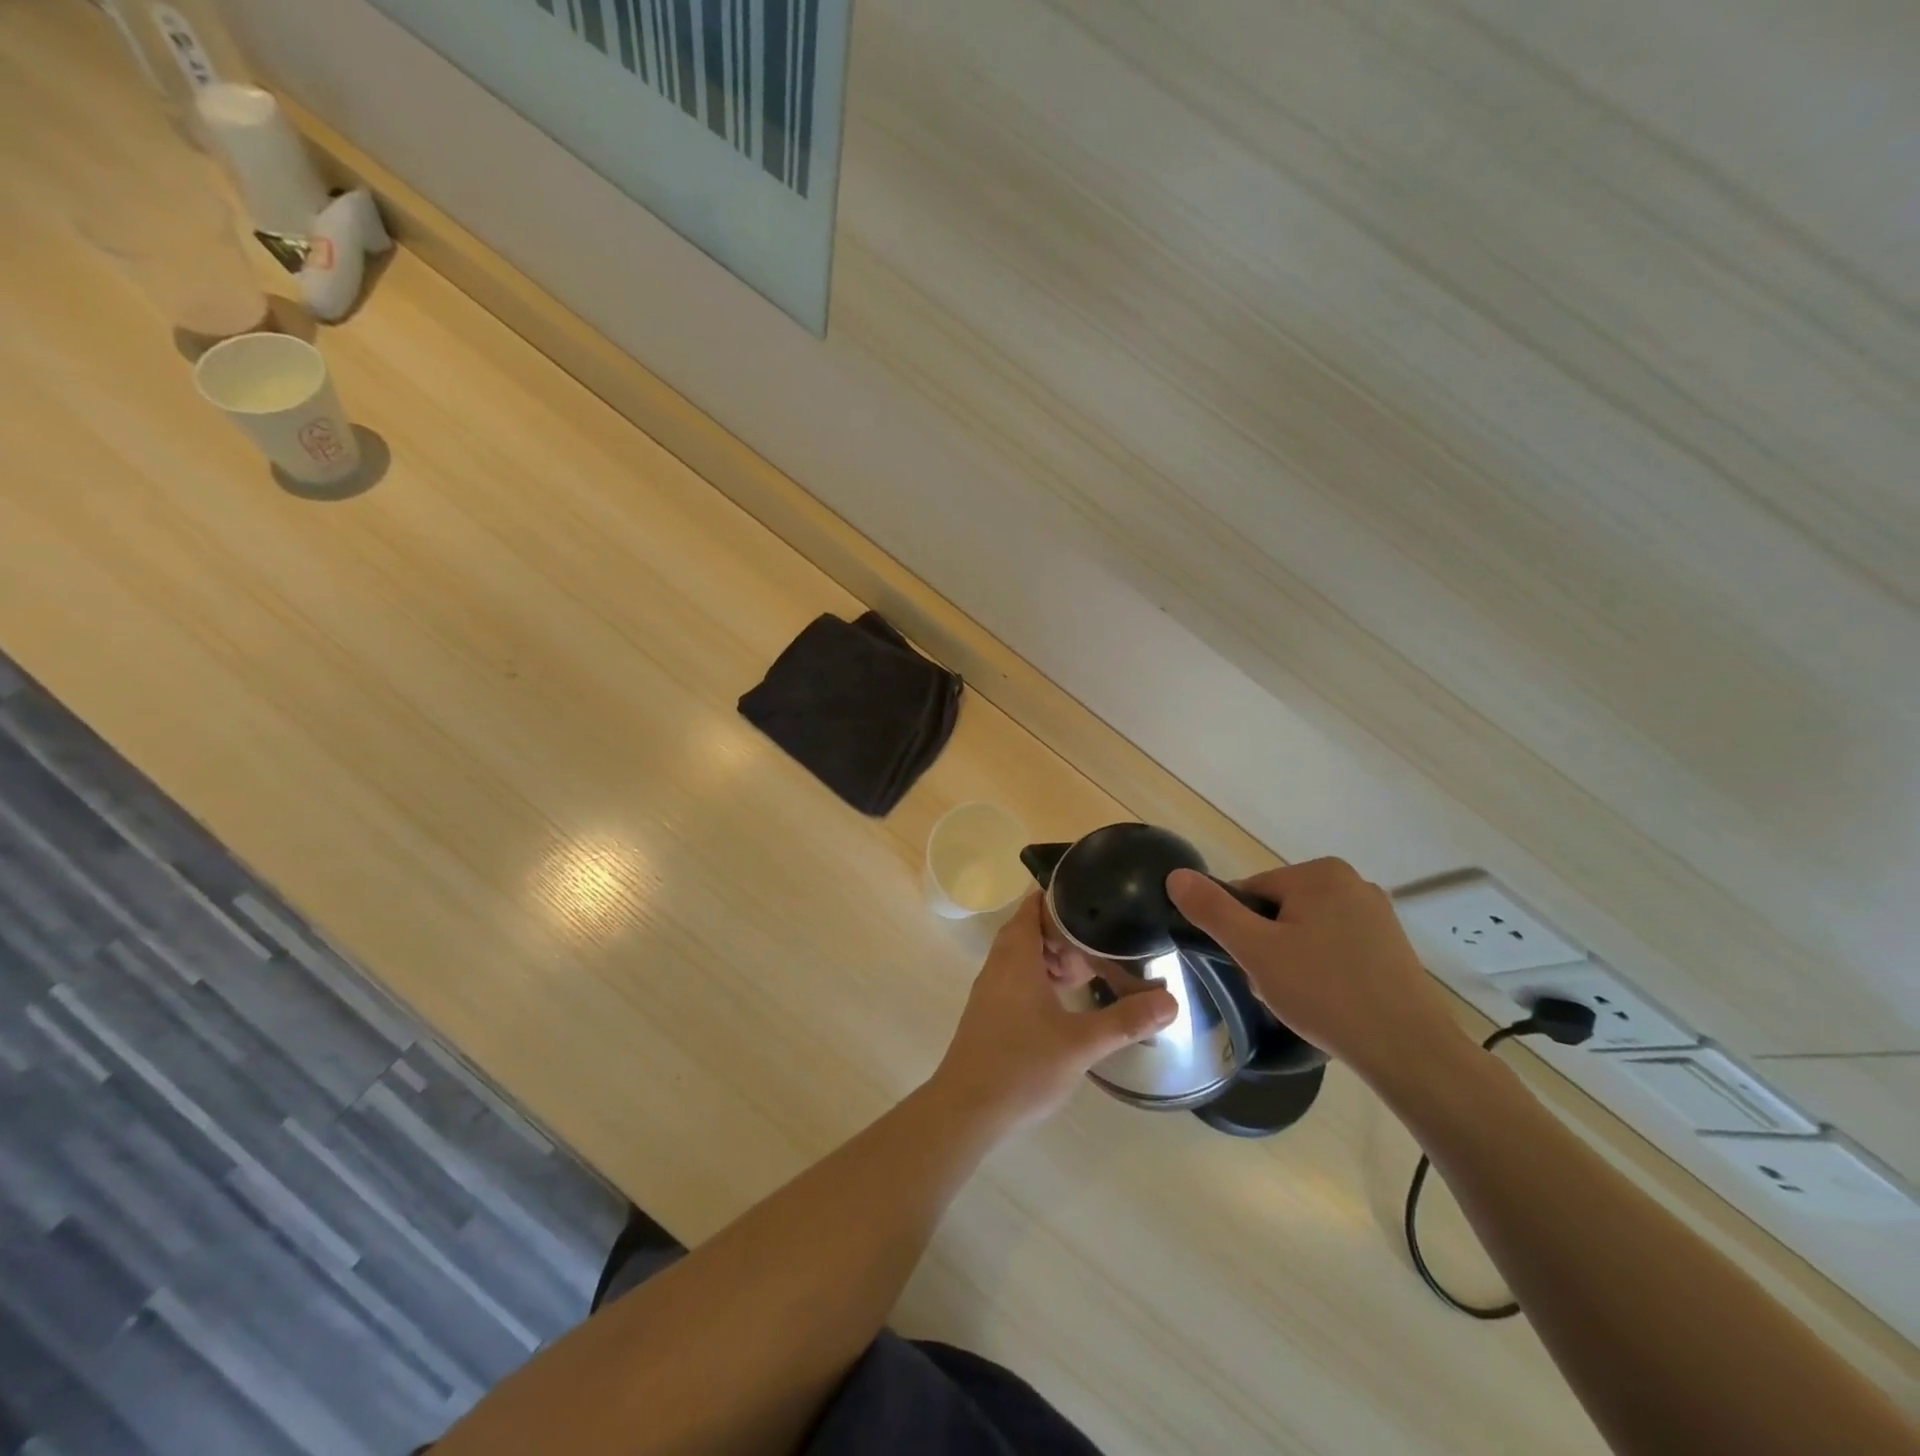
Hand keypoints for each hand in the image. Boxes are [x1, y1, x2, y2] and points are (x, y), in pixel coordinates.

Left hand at [932, 894, 1176, 1131]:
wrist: (967, 1110)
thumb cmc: (1021, 1066)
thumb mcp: (1081, 1043)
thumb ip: (1126, 1020)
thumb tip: (1171, 1000)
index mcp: (1016, 955)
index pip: (1034, 904)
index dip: (1062, 892)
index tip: (1096, 890)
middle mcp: (1000, 963)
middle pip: (1033, 928)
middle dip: (1069, 930)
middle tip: (1107, 939)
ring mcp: (994, 988)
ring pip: (1027, 955)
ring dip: (1058, 956)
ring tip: (1095, 969)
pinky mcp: (993, 1011)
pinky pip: (1021, 977)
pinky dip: (1046, 977)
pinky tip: (1071, 1000)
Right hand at [1166, 859, 1468, 1087]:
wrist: (1409, 1052)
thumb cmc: (1325, 993)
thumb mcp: (1255, 951)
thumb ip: (1213, 910)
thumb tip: (1176, 875)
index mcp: (1320, 873)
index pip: (1251, 891)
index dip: (1240, 930)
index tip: (1248, 965)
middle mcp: (1352, 883)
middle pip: (1278, 909)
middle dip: (1266, 946)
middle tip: (1270, 986)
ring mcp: (1377, 914)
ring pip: (1305, 930)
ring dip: (1291, 959)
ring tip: (1299, 999)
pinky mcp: (1391, 946)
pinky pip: (1335, 946)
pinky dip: (1321, 968)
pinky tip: (1326, 1001)